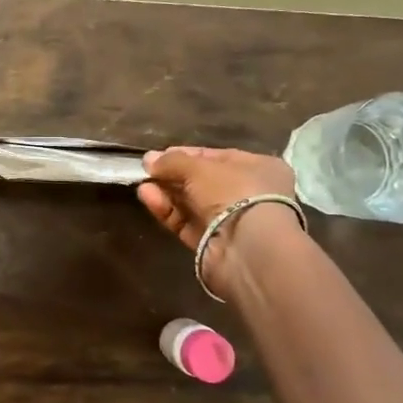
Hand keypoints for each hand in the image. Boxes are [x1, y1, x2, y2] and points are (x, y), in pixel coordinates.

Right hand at [137, 146, 305, 295]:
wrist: (248, 248)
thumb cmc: (234, 193)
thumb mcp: (200, 168)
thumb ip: (173, 161)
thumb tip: (149, 159)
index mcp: (260, 169)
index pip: (219, 157)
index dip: (188, 155)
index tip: (161, 155)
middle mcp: (249, 194)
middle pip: (203, 182)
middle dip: (174, 176)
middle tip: (147, 170)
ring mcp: (231, 222)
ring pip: (192, 204)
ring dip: (167, 193)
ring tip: (142, 185)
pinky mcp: (214, 245)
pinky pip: (187, 224)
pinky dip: (168, 212)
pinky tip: (148, 198)